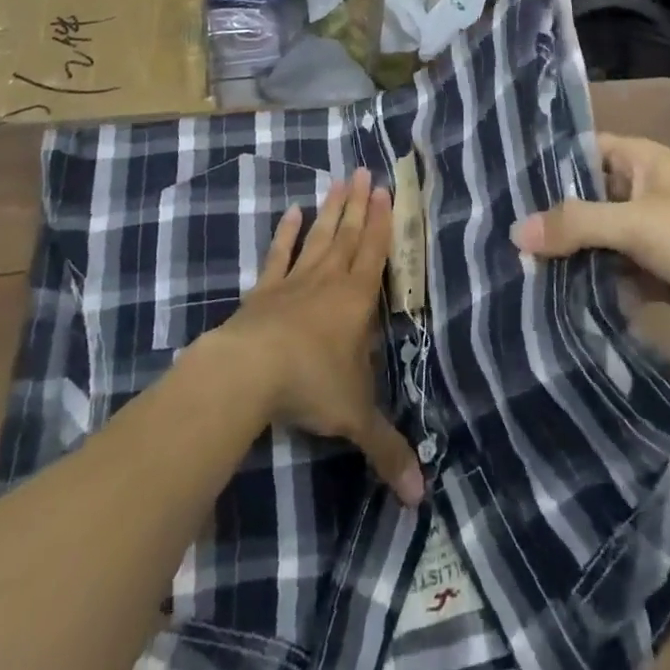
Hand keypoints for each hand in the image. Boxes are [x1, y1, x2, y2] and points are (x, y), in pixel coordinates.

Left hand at [209, 170, 424, 505]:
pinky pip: (278, 256)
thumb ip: (386, 449)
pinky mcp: (263, 291)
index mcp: (357, 300)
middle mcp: (328, 281)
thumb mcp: (355, 419)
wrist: (249, 372)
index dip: (382, 221)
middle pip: (347, 235)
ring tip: (339, 181)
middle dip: (359, 204)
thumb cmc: (311, 385)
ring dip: (330, 210)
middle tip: (365, 171)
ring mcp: (293, 282)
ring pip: (318, 237)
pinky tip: (290, 213)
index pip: (375, 253)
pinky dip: (285, 235)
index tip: (386, 189)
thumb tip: (420, 498)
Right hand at [511, 134, 669, 353]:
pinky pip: (614, 272)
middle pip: (585, 199)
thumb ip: (576, 224)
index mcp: (637, 160)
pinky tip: (555, 300)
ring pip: (598, 239)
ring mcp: (648, 232)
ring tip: (516, 272)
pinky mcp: (657, 271)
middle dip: (552, 220)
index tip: (502, 185)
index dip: (545, 166)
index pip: (580, 151)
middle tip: (501, 239)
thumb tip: (516, 231)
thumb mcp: (635, 223)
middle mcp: (639, 190)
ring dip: (570, 257)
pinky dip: (593, 284)